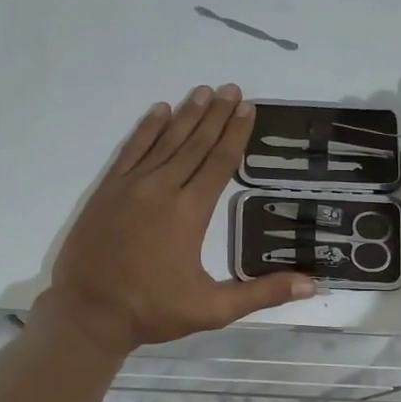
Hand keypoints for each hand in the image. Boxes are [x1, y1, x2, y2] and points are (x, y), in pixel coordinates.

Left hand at [36, 85, 316, 354]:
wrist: (88, 312)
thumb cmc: (152, 311)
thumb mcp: (212, 309)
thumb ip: (261, 293)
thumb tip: (311, 285)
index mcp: (189, 213)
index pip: (219, 163)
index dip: (236, 134)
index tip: (248, 108)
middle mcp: (162, 189)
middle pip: (195, 144)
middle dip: (216, 115)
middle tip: (232, 88)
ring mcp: (130, 186)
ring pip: (164, 142)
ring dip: (186, 116)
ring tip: (204, 92)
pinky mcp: (107, 190)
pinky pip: (130, 150)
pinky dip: (146, 129)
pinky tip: (158, 111)